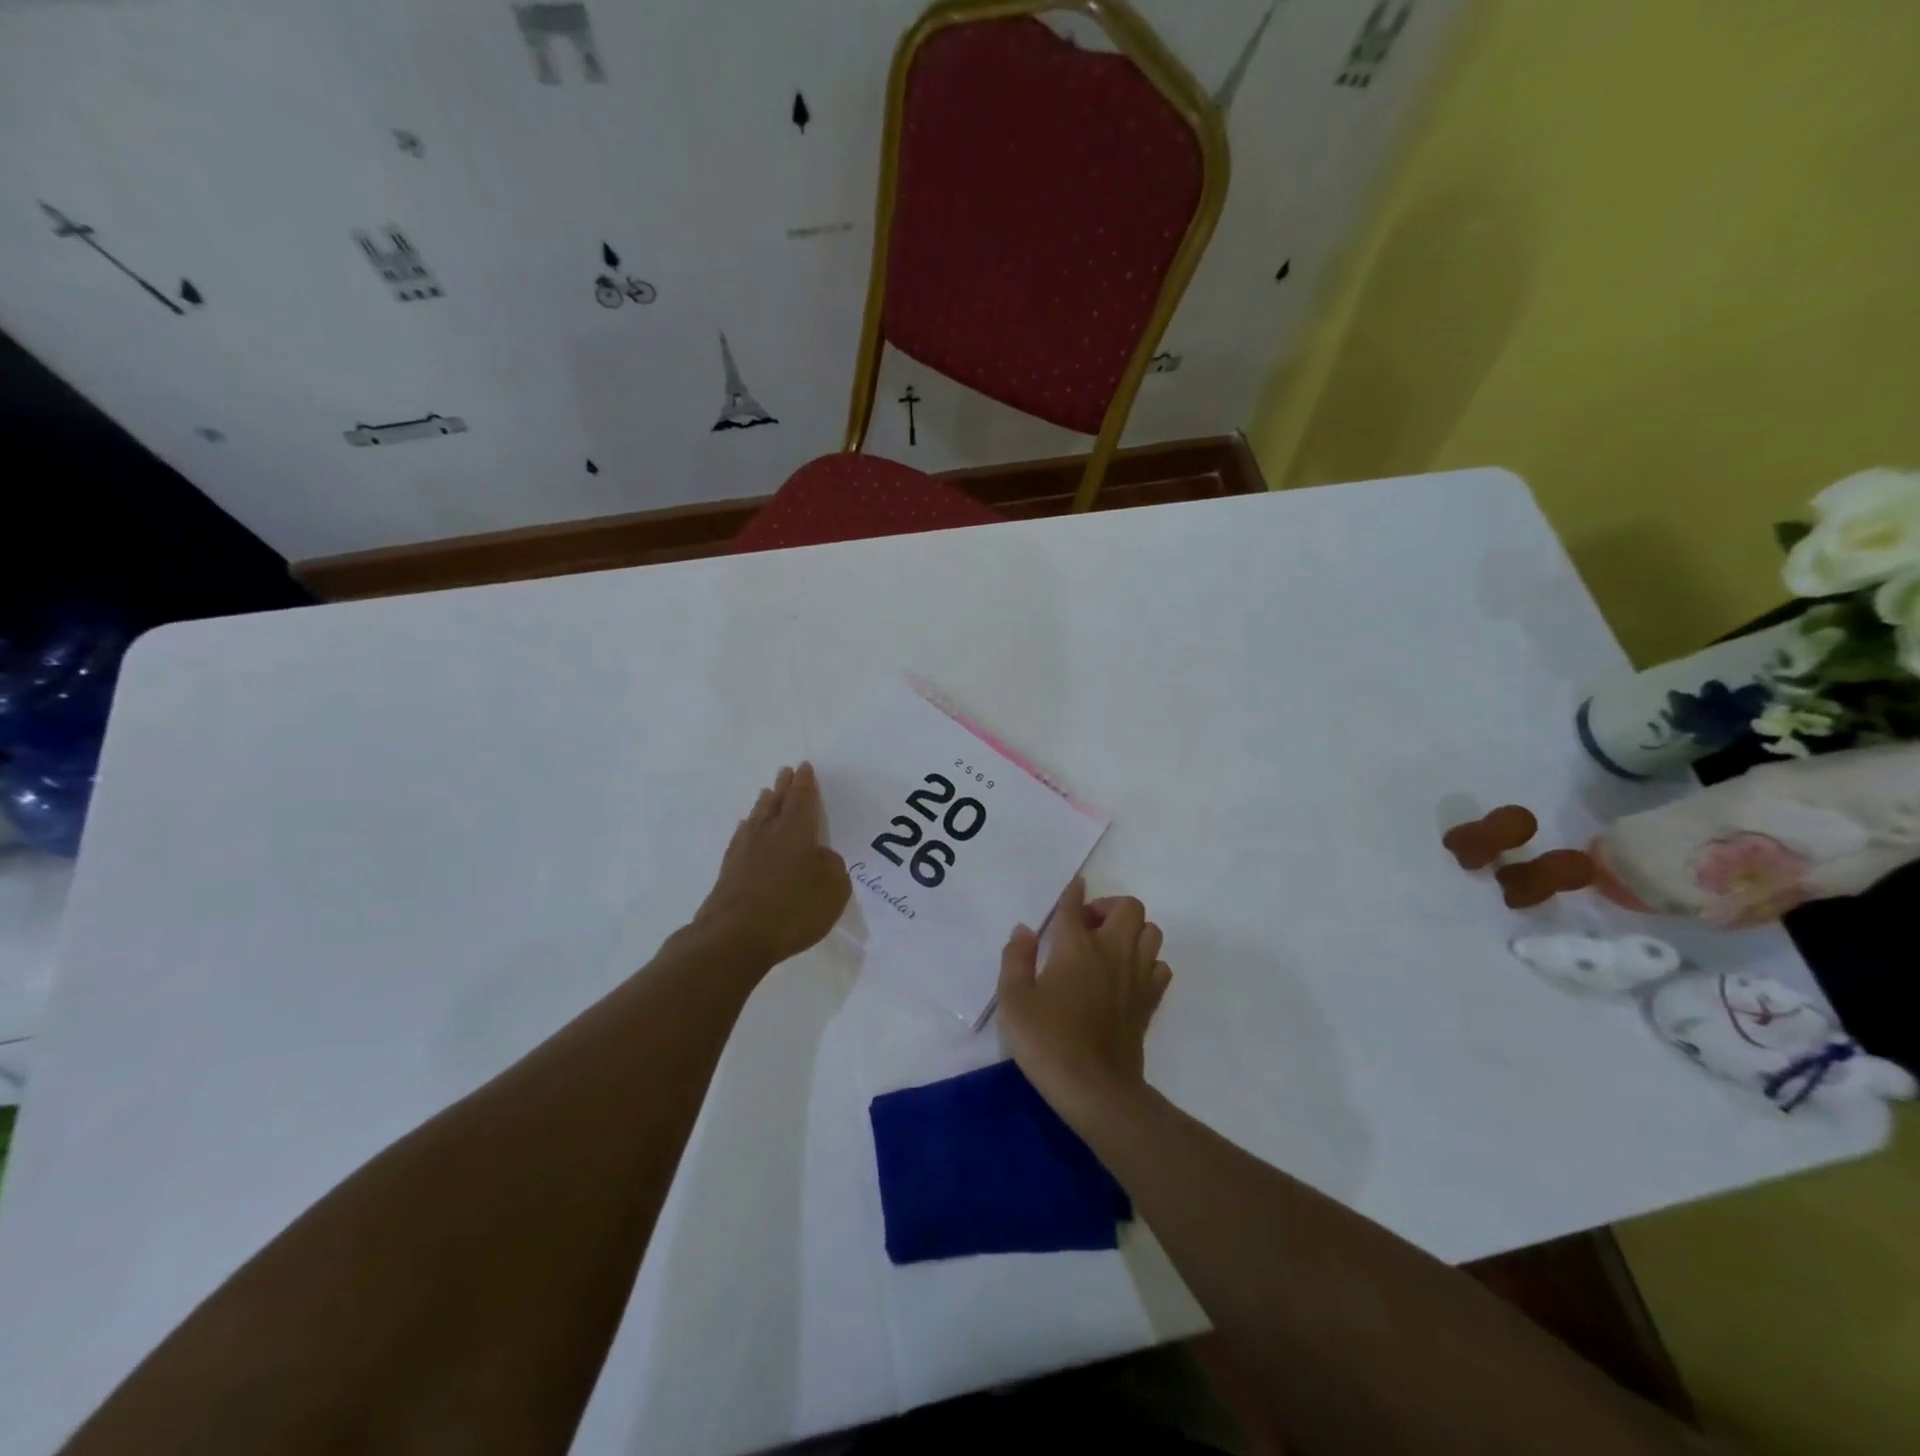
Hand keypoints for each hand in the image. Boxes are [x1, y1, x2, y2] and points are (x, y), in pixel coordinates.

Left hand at [693, 763, 850, 968]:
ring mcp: (744, 851)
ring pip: (756, 817)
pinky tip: (747, 830)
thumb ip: (832, 866)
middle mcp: (768, 833)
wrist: (734, 937)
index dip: (805, 783)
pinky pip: (742, 837)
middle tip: (785, 771)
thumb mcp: (833, 889)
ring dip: (764, 803)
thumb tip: (821, 857)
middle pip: (776, 802)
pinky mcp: (729, 871)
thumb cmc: (792, 908)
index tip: (804, 767)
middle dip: (783, 786)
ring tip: (767, 793)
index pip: (802, 799)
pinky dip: (748, 828)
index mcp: (796, 831)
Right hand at [997, 877, 1170, 1120]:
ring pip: (1151, 931)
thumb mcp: (1013, 1000)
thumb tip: (1024, 930)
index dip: (1073, 892)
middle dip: (1109, 907)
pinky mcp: (1150, 1000)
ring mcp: (1137, 975)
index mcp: (1077, 945)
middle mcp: (1112, 951)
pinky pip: (1160, 965)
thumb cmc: (1047, 1040)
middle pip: (1129, 907)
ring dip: (1132, 930)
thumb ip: (1016, 959)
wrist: (1095, 1088)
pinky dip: (1147, 961)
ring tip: (1108, 947)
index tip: (1073, 887)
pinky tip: (1126, 976)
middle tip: (1086, 926)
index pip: (1075, 905)